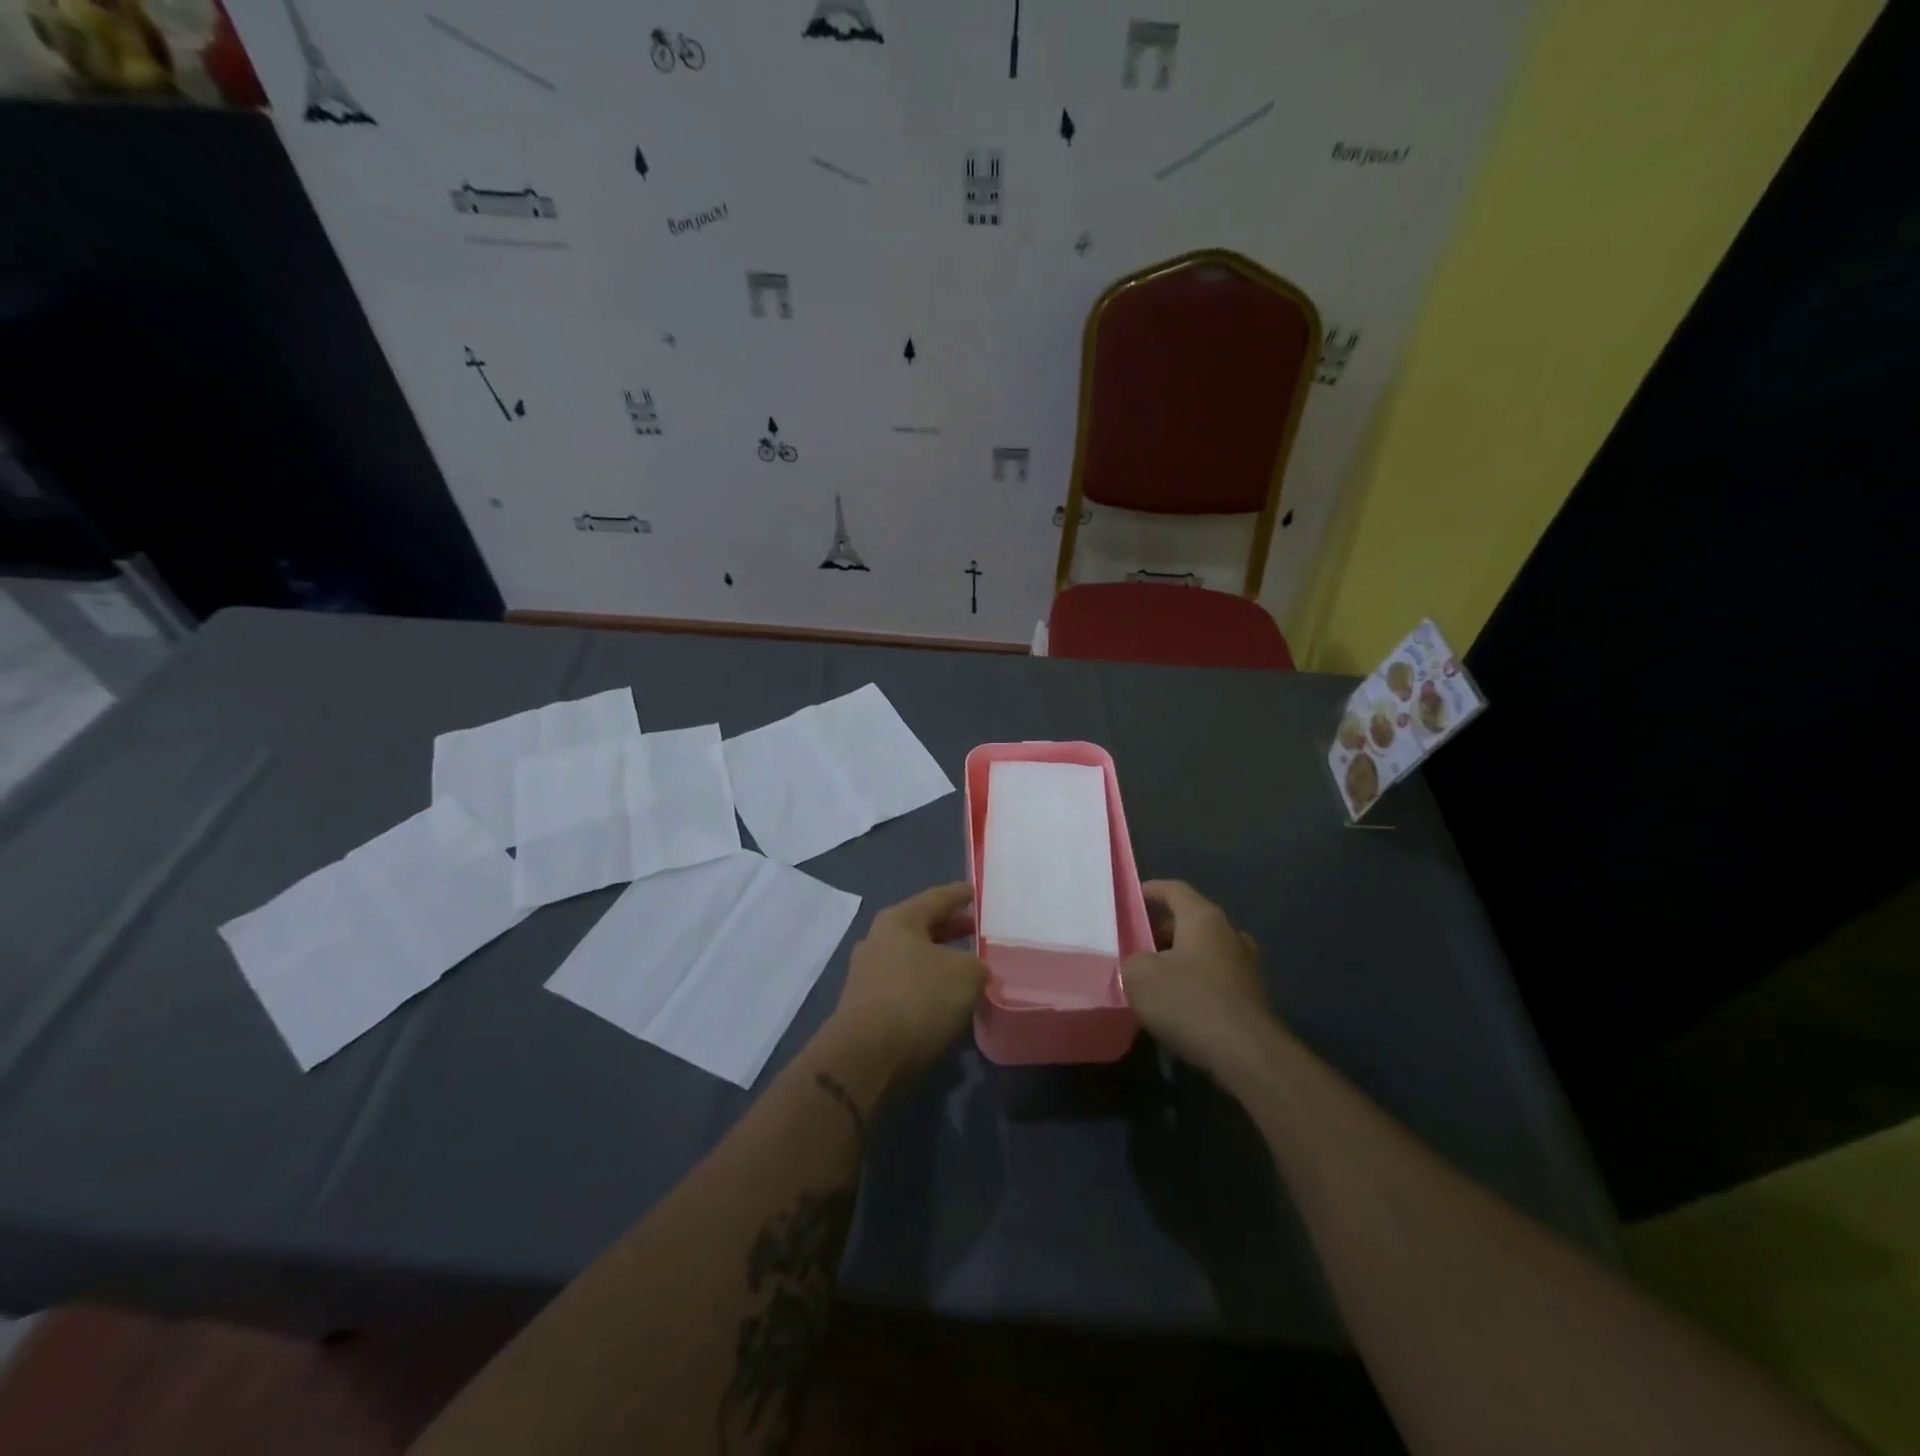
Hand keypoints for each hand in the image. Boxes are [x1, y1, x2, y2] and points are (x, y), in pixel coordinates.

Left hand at [828, 883, 985, 1083]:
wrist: (866, 1056)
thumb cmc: (918, 998)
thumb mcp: (966, 975)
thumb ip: (977, 965)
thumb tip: (975, 969)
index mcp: (899, 919)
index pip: (937, 898)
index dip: (960, 895)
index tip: (977, 892)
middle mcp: (878, 939)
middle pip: (922, 927)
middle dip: (951, 929)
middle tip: (978, 931)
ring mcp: (868, 972)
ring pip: (912, 957)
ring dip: (938, 961)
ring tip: (967, 968)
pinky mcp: (865, 1004)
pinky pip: (904, 984)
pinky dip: (926, 986)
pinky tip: (944, 999)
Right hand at [1122, 880, 1279, 1076]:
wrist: (1248, 1056)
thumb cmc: (1190, 1002)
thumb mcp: (1139, 976)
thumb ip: (1132, 960)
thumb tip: (1141, 965)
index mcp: (1204, 918)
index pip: (1175, 890)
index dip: (1151, 891)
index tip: (1131, 899)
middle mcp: (1229, 934)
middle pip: (1189, 921)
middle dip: (1160, 930)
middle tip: (1134, 944)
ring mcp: (1245, 967)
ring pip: (1203, 952)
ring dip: (1178, 959)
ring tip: (1151, 977)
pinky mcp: (1251, 998)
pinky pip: (1214, 979)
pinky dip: (1194, 984)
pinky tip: (1175, 1006)